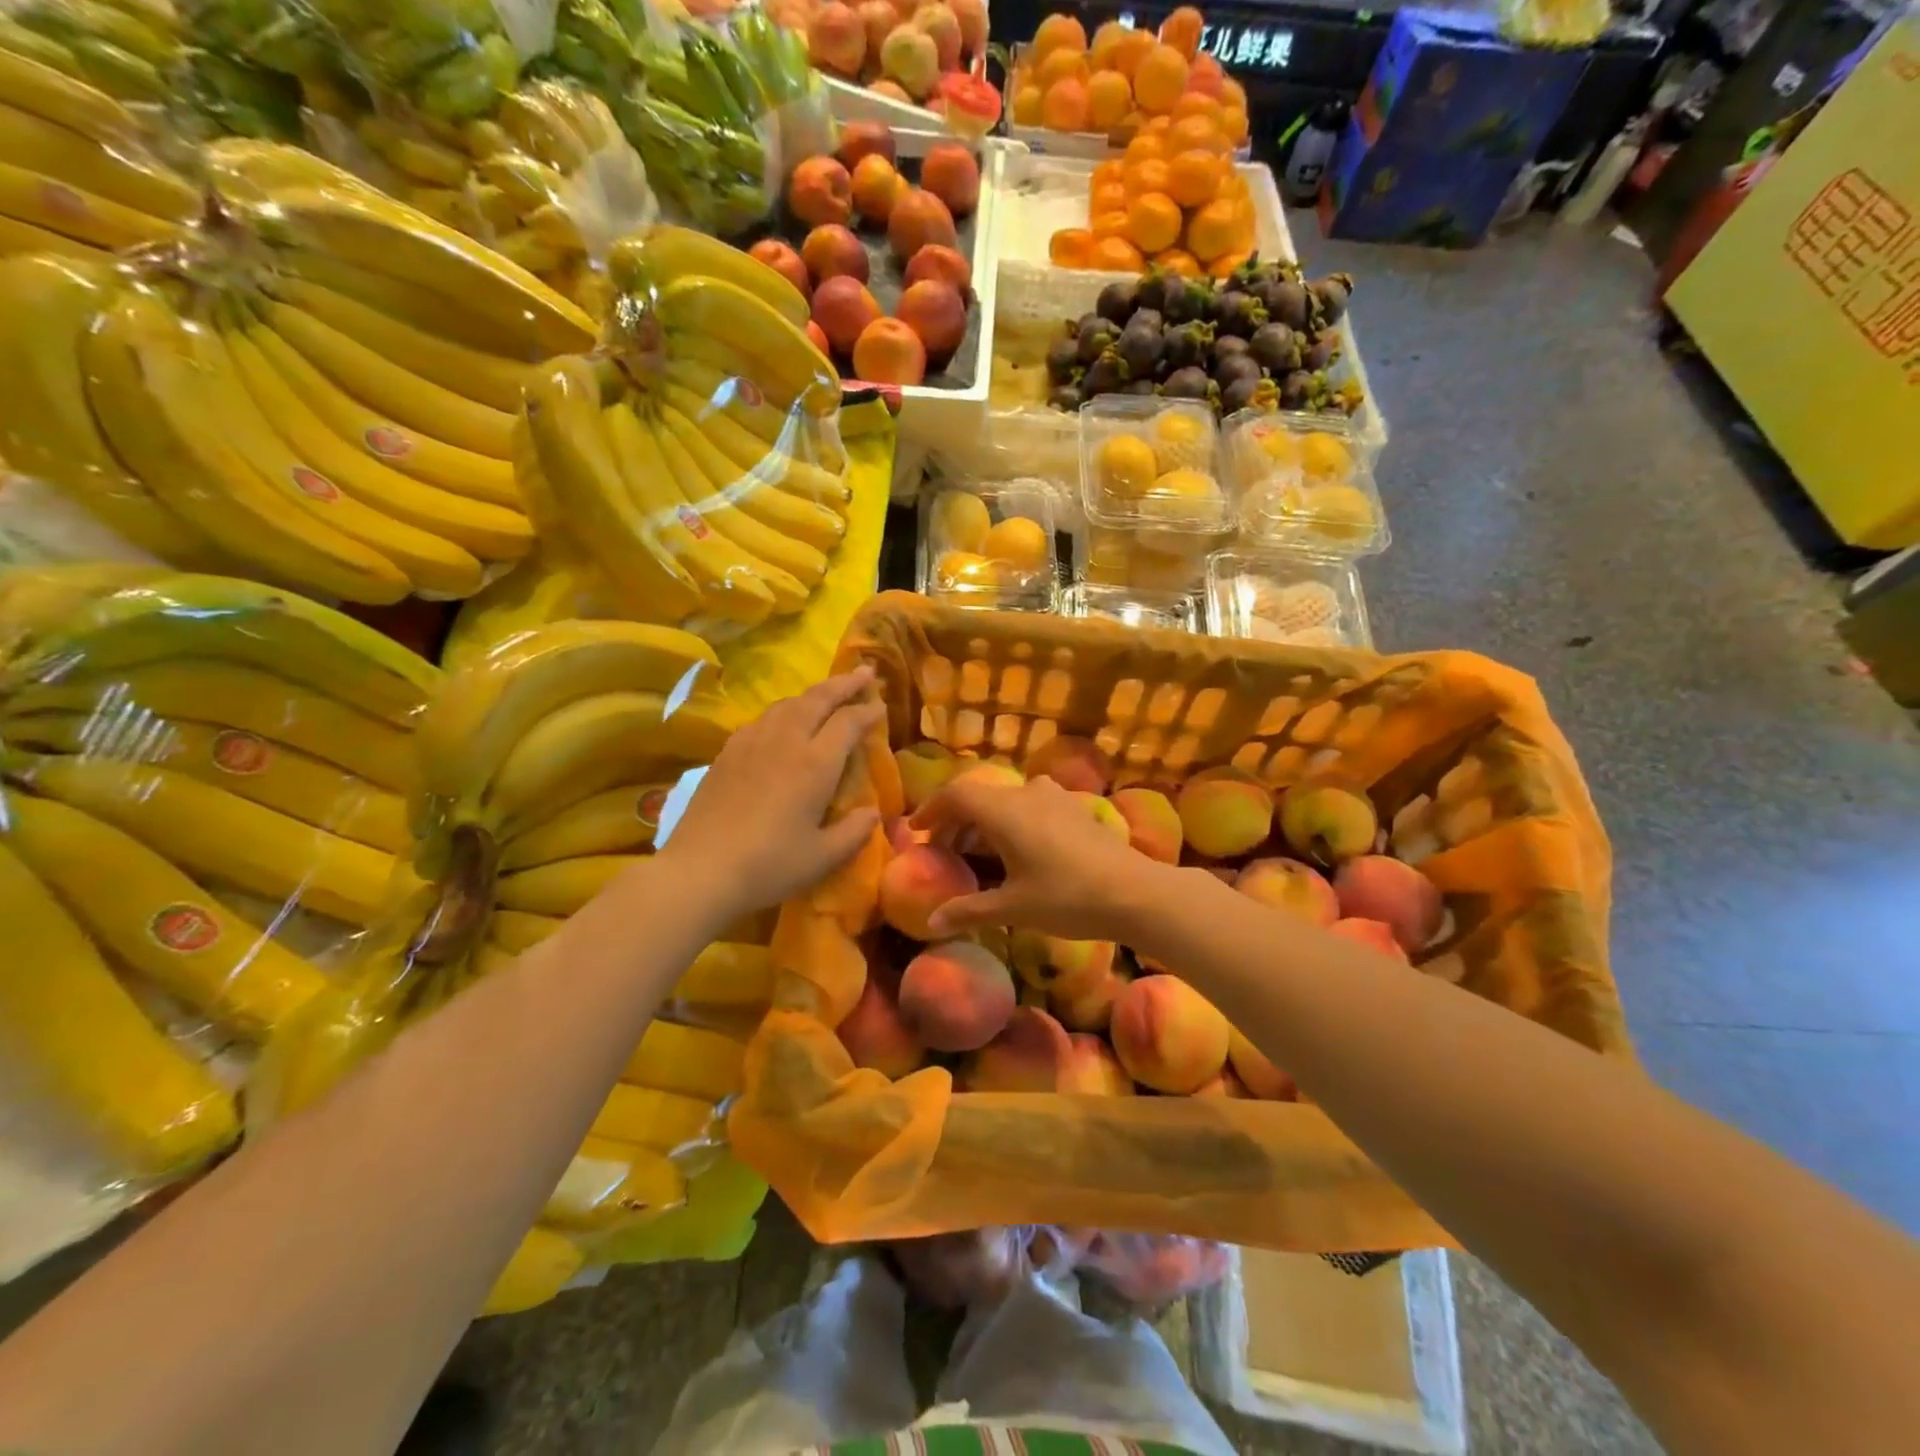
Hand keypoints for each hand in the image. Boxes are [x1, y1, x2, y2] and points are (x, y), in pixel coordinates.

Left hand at [655, 668, 884, 925]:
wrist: (699, 871)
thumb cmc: (769, 866)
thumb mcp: (822, 858)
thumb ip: (853, 832)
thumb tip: (872, 813)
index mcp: (815, 764)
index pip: (848, 722)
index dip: (868, 711)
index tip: (881, 705)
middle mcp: (785, 742)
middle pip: (818, 699)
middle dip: (844, 684)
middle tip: (863, 672)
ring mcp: (751, 743)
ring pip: (787, 704)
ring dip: (812, 694)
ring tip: (826, 695)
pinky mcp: (727, 753)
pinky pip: (762, 719)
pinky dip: (783, 711)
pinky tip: (782, 723)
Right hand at [911, 773, 1169, 940]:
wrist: (1134, 892)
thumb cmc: (1066, 897)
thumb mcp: (1013, 908)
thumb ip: (969, 910)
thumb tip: (932, 922)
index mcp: (1003, 811)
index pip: (956, 795)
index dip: (932, 810)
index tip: (918, 831)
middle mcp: (1026, 794)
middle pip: (980, 796)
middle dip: (957, 820)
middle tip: (945, 849)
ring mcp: (1055, 798)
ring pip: (1007, 799)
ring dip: (987, 819)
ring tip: (981, 850)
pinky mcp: (1076, 809)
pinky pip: (1032, 805)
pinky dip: (1013, 820)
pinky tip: (1021, 849)